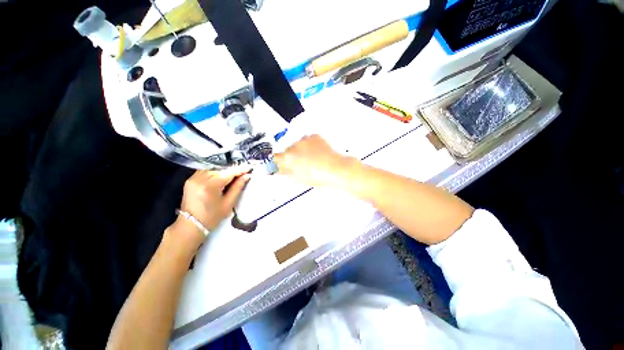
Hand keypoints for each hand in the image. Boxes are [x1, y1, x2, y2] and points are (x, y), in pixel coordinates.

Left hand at [169, 167, 250, 248]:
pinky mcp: (190, 180)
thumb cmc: (212, 217)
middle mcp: (200, 179)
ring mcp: (193, 178)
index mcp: (210, 186)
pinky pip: (206, 172)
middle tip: (243, 173)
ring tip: (233, 176)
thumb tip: (247, 176)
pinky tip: (221, 178)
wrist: (191, 225)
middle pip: (221, 170)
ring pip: (214, 169)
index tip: (250, 167)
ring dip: (224, 172)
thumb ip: (238, 187)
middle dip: (232, 171)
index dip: (240, 169)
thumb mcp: (228, 203)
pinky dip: (215, 173)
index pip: (228, 173)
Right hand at [273, 135, 352, 187]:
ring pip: (297, 144)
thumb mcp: (299, 178)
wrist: (335, 169)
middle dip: (291, 156)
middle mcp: (295, 146)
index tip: (281, 163)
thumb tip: (280, 169)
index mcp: (289, 157)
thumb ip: (286, 172)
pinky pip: (307, 140)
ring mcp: (305, 140)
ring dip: (300, 149)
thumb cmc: (319, 175)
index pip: (276, 157)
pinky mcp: (314, 137)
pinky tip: (315, 153)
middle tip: (300, 163)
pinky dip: (309, 145)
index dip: (278, 161)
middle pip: (287, 149)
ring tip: (310, 158)